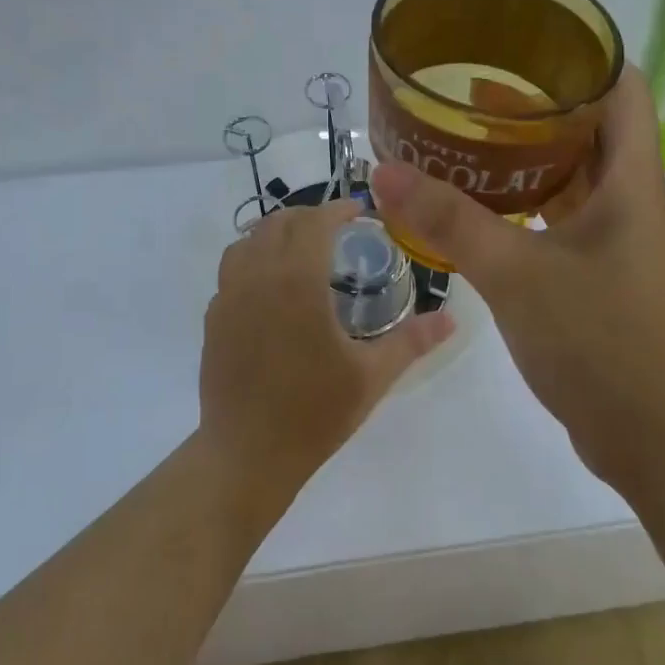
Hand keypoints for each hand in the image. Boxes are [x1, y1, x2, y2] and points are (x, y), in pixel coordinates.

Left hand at [199, 198, 455, 507]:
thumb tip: (452, 319)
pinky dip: (253, 259)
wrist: (247, 455)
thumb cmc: (313, 413)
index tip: (359, 211)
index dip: (337, 209)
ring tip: (301, 249)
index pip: (314, 223)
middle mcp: (257, 277)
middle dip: (308, 216)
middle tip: (336, 229)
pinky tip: (272, 287)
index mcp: (296, 281)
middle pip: (278, 223)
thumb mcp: (371, 377)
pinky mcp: (213, 318)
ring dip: (276, 233)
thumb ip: (412, 341)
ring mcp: (228, 296)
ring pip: (247, 241)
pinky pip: (231, 270)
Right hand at [369, 66, 664, 486]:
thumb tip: (383, 172)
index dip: (583, 56)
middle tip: (472, 93)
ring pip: (575, 179)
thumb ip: (449, 222)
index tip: (525, 42)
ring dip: (528, 159)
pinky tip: (481, 212)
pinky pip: (563, 222)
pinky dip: (526, 208)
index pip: (623, 90)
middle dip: (538, 106)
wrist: (660, 440)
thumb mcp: (517, 275)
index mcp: (631, 182)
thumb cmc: (602, 342)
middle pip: (593, 130)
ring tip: (468, 142)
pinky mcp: (601, 279)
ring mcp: (618, 243)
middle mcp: (632, 202)